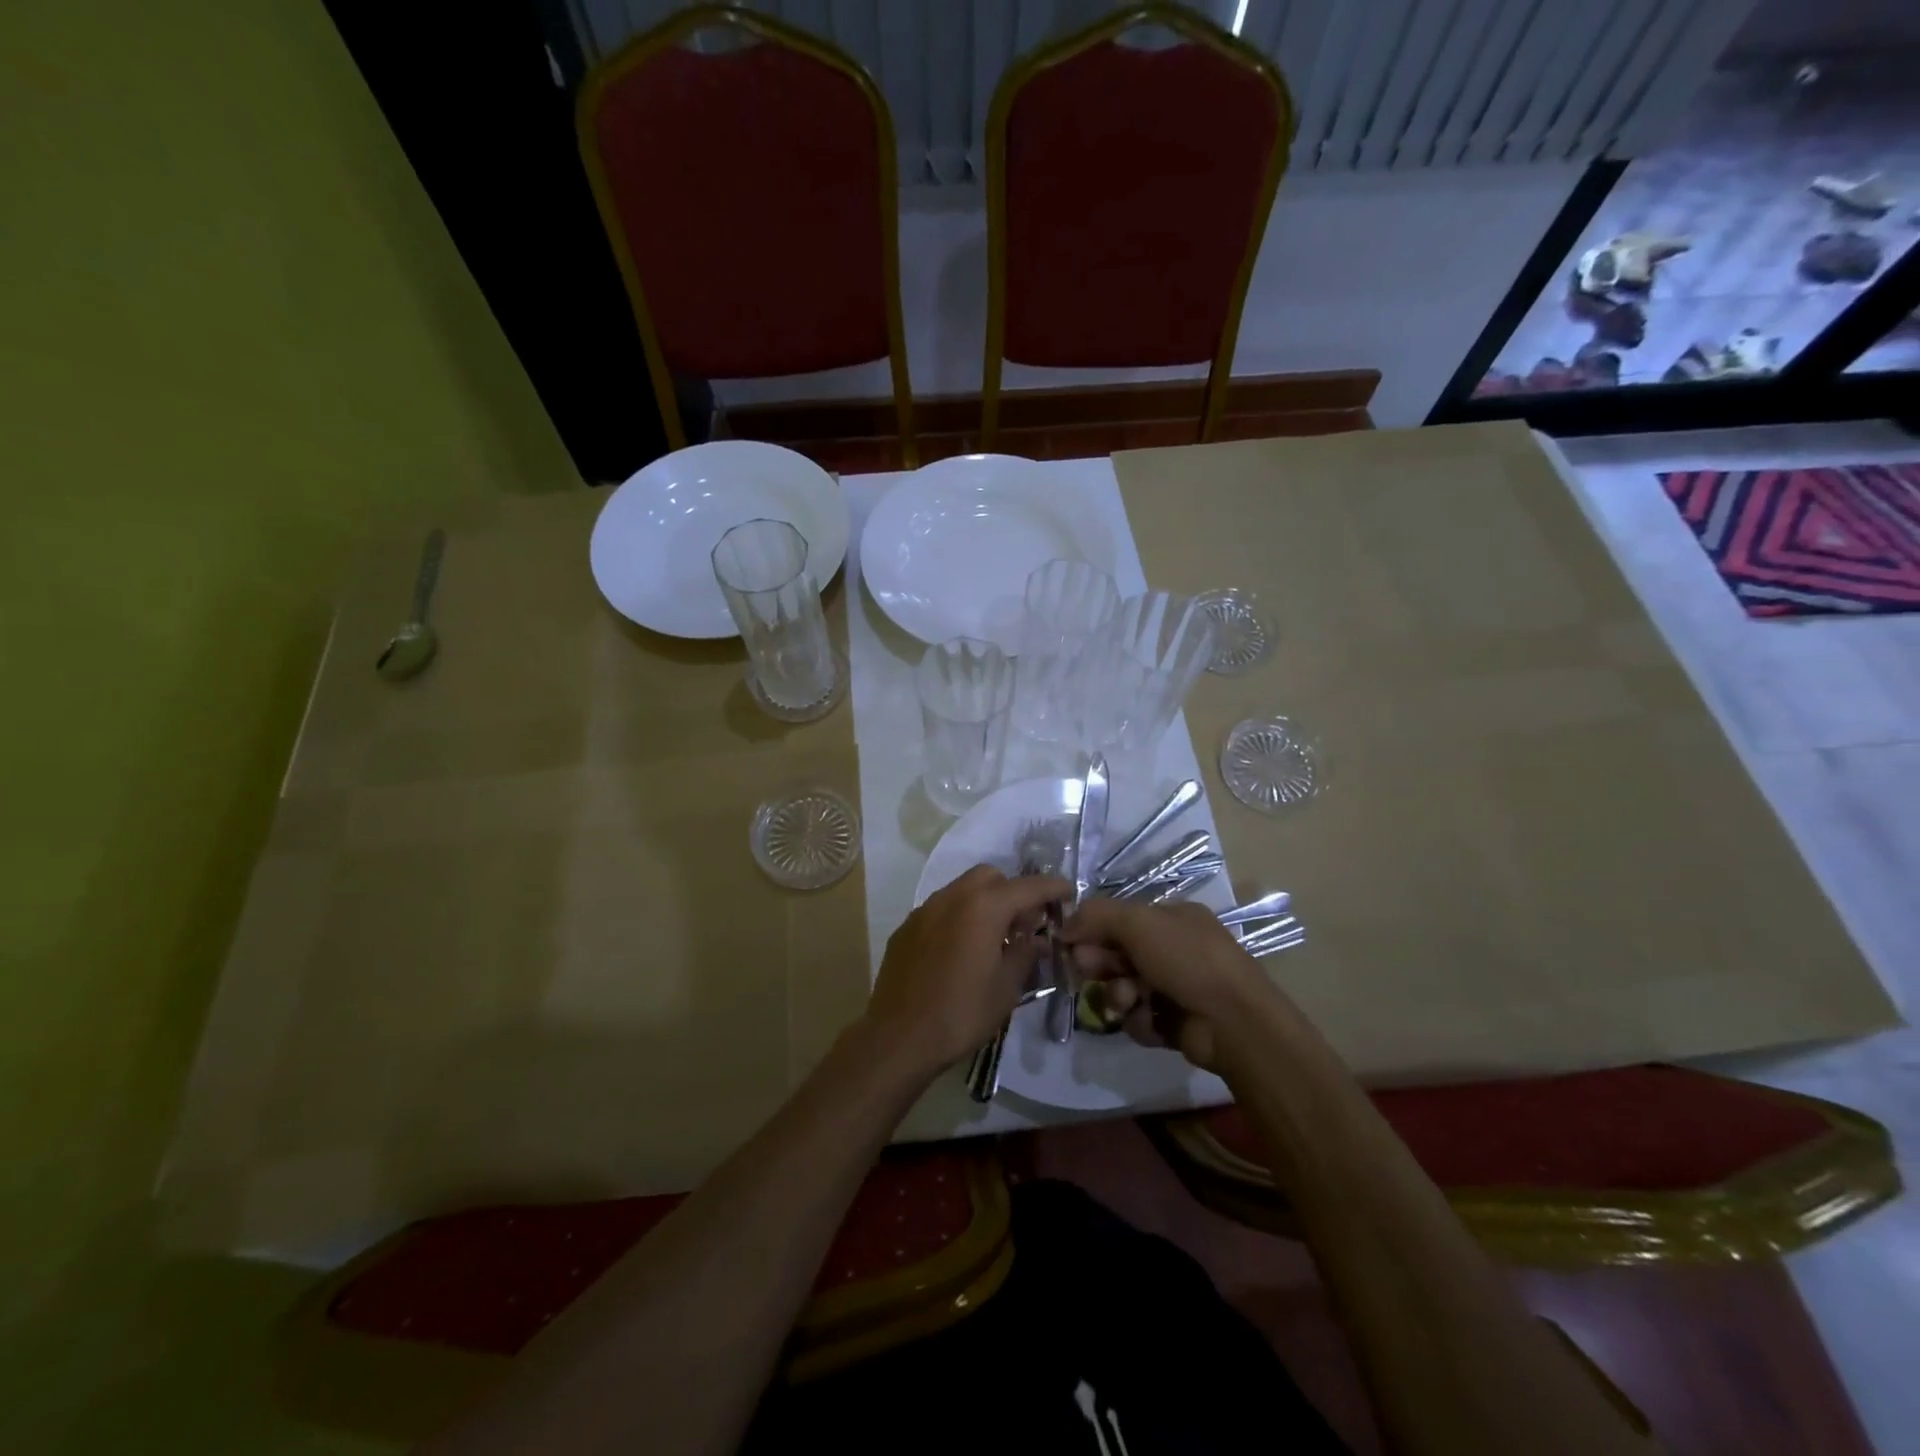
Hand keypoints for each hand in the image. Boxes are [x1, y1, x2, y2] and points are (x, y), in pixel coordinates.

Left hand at [864, 865, 1071, 1078]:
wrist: (899, 1037)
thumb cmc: (961, 1013)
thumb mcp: (1006, 988)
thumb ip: (1024, 955)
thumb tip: (1036, 940)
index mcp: (983, 907)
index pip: (1027, 887)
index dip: (1052, 888)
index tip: (1068, 892)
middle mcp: (952, 897)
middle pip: (991, 878)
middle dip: (1013, 892)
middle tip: (1026, 923)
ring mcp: (925, 910)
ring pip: (963, 890)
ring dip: (984, 903)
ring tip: (995, 937)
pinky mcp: (907, 927)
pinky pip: (941, 909)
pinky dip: (959, 917)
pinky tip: (962, 950)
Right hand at [1062, 899, 1277, 1069]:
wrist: (1233, 1022)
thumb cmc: (1187, 959)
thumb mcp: (1138, 922)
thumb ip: (1096, 916)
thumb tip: (1064, 926)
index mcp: (1171, 918)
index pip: (1119, 919)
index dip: (1092, 930)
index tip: (1070, 943)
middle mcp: (1173, 949)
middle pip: (1117, 954)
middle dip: (1101, 964)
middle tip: (1092, 971)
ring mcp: (1174, 987)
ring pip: (1123, 988)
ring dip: (1118, 994)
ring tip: (1129, 1001)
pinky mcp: (1173, 1022)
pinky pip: (1138, 1017)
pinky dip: (1139, 1020)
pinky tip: (1151, 1021)